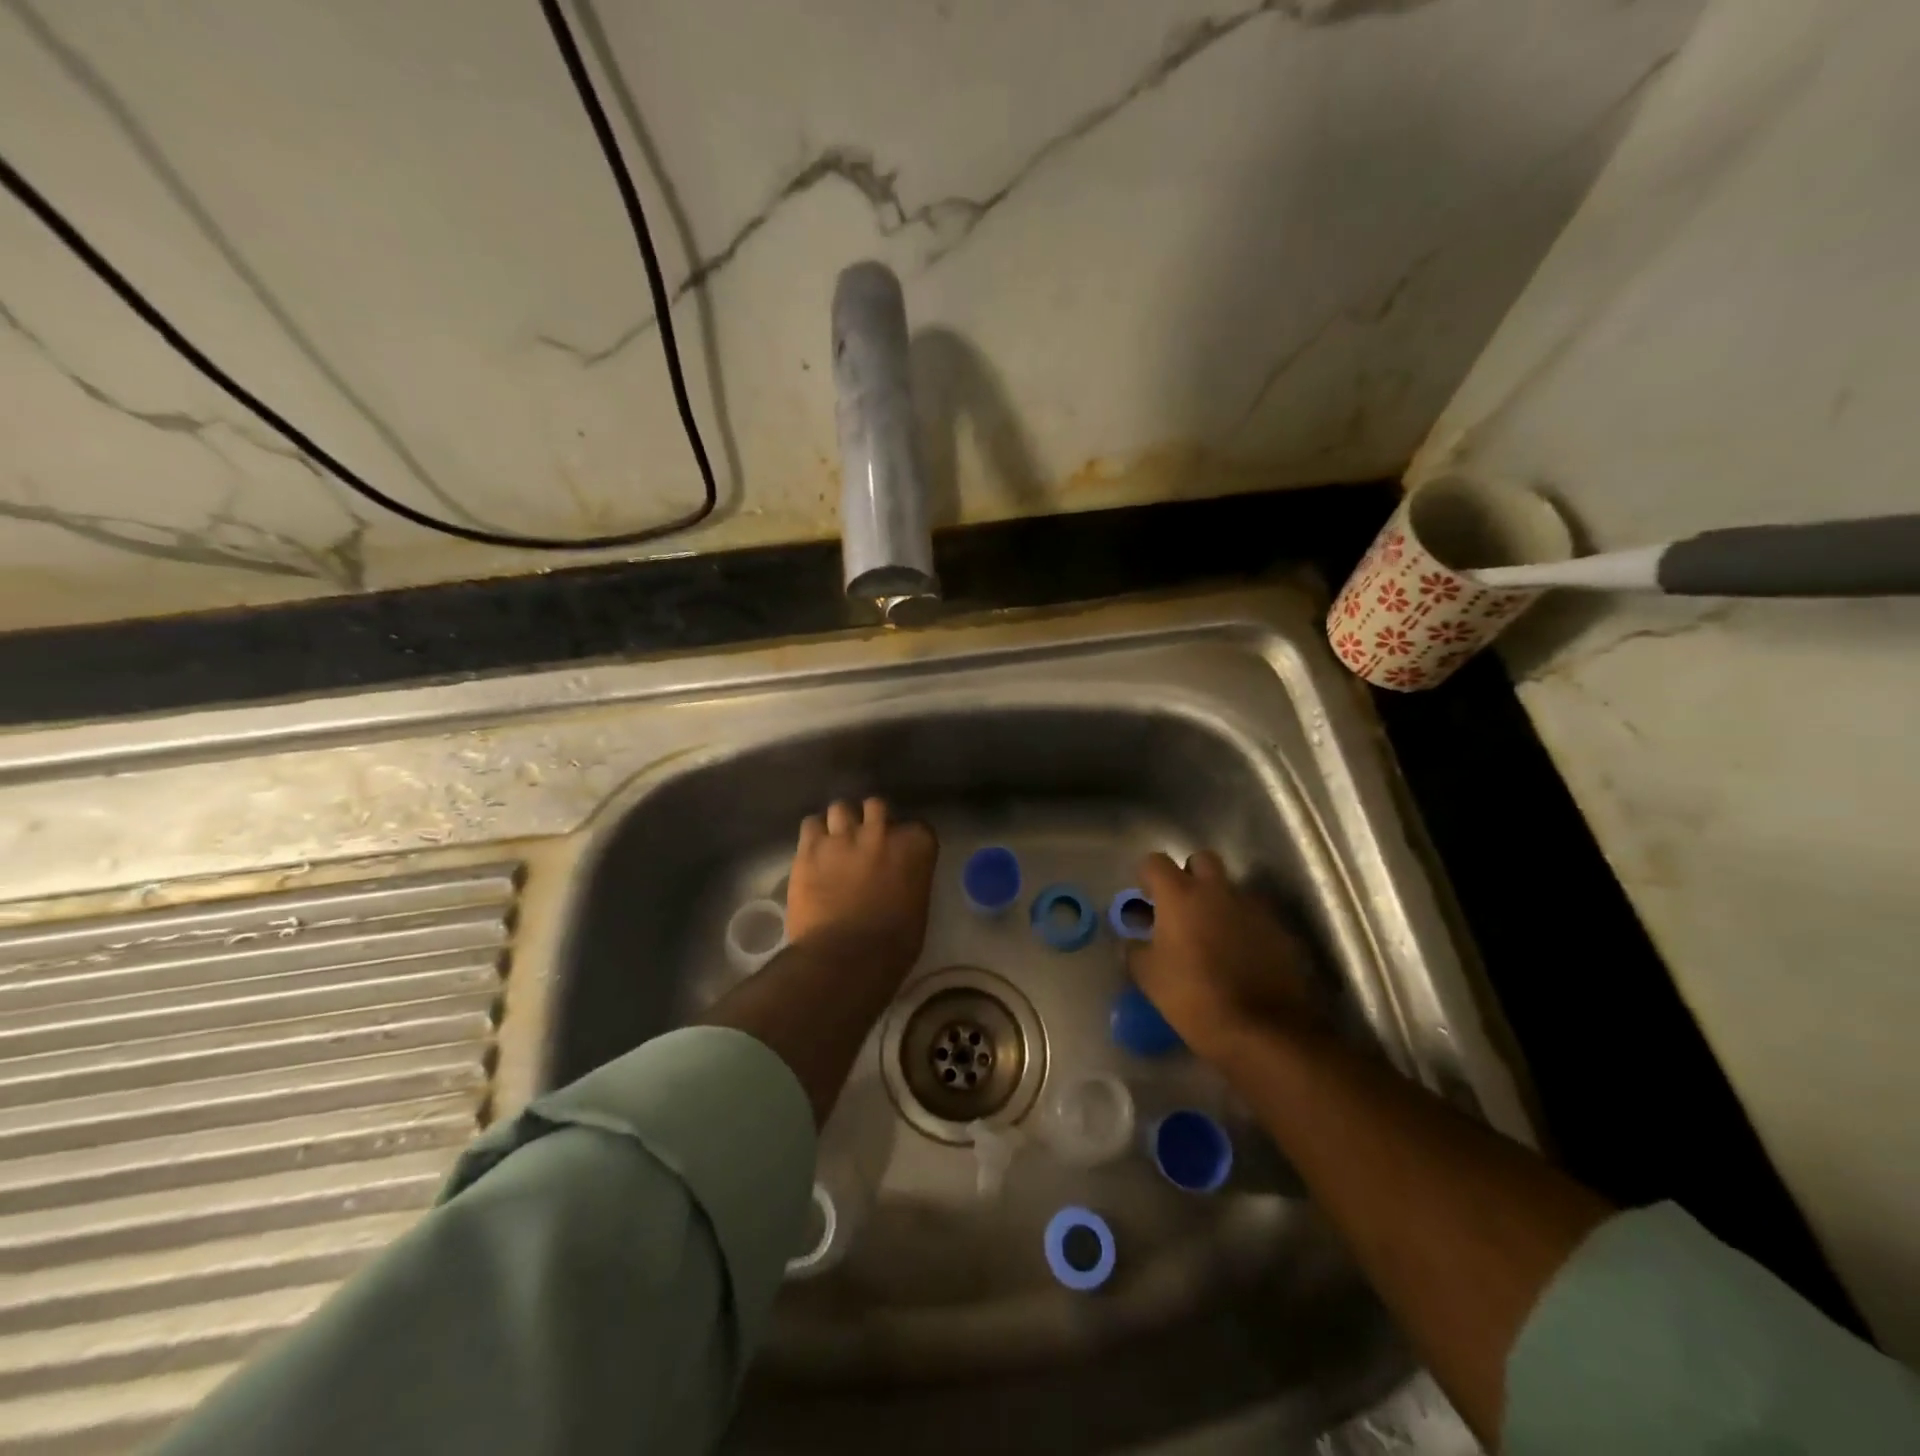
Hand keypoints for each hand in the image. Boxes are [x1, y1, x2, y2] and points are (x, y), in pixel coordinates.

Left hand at [787, 798, 937, 978]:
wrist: (846, 957)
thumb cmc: (892, 945)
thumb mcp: (918, 909)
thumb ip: (910, 880)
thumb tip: (900, 879)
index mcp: (915, 847)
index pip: (919, 827)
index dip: (907, 839)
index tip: (901, 853)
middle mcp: (881, 831)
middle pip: (877, 806)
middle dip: (872, 820)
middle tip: (867, 841)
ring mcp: (843, 836)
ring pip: (841, 807)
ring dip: (841, 822)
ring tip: (837, 840)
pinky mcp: (810, 848)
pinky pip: (811, 824)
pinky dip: (814, 833)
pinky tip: (815, 848)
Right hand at [1127, 850, 1319, 1063]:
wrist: (1262, 1030)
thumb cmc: (1194, 997)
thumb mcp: (1149, 977)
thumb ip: (1135, 950)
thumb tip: (1132, 941)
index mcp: (1180, 895)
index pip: (1155, 862)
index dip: (1147, 876)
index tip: (1146, 898)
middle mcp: (1217, 890)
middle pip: (1201, 860)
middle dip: (1189, 876)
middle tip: (1181, 907)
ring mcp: (1253, 908)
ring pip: (1231, 889)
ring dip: (1219, 903)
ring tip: (1212, 937)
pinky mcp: (1280, 930)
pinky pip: (1254, 917)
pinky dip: (1244, 927)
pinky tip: (1239, 957)